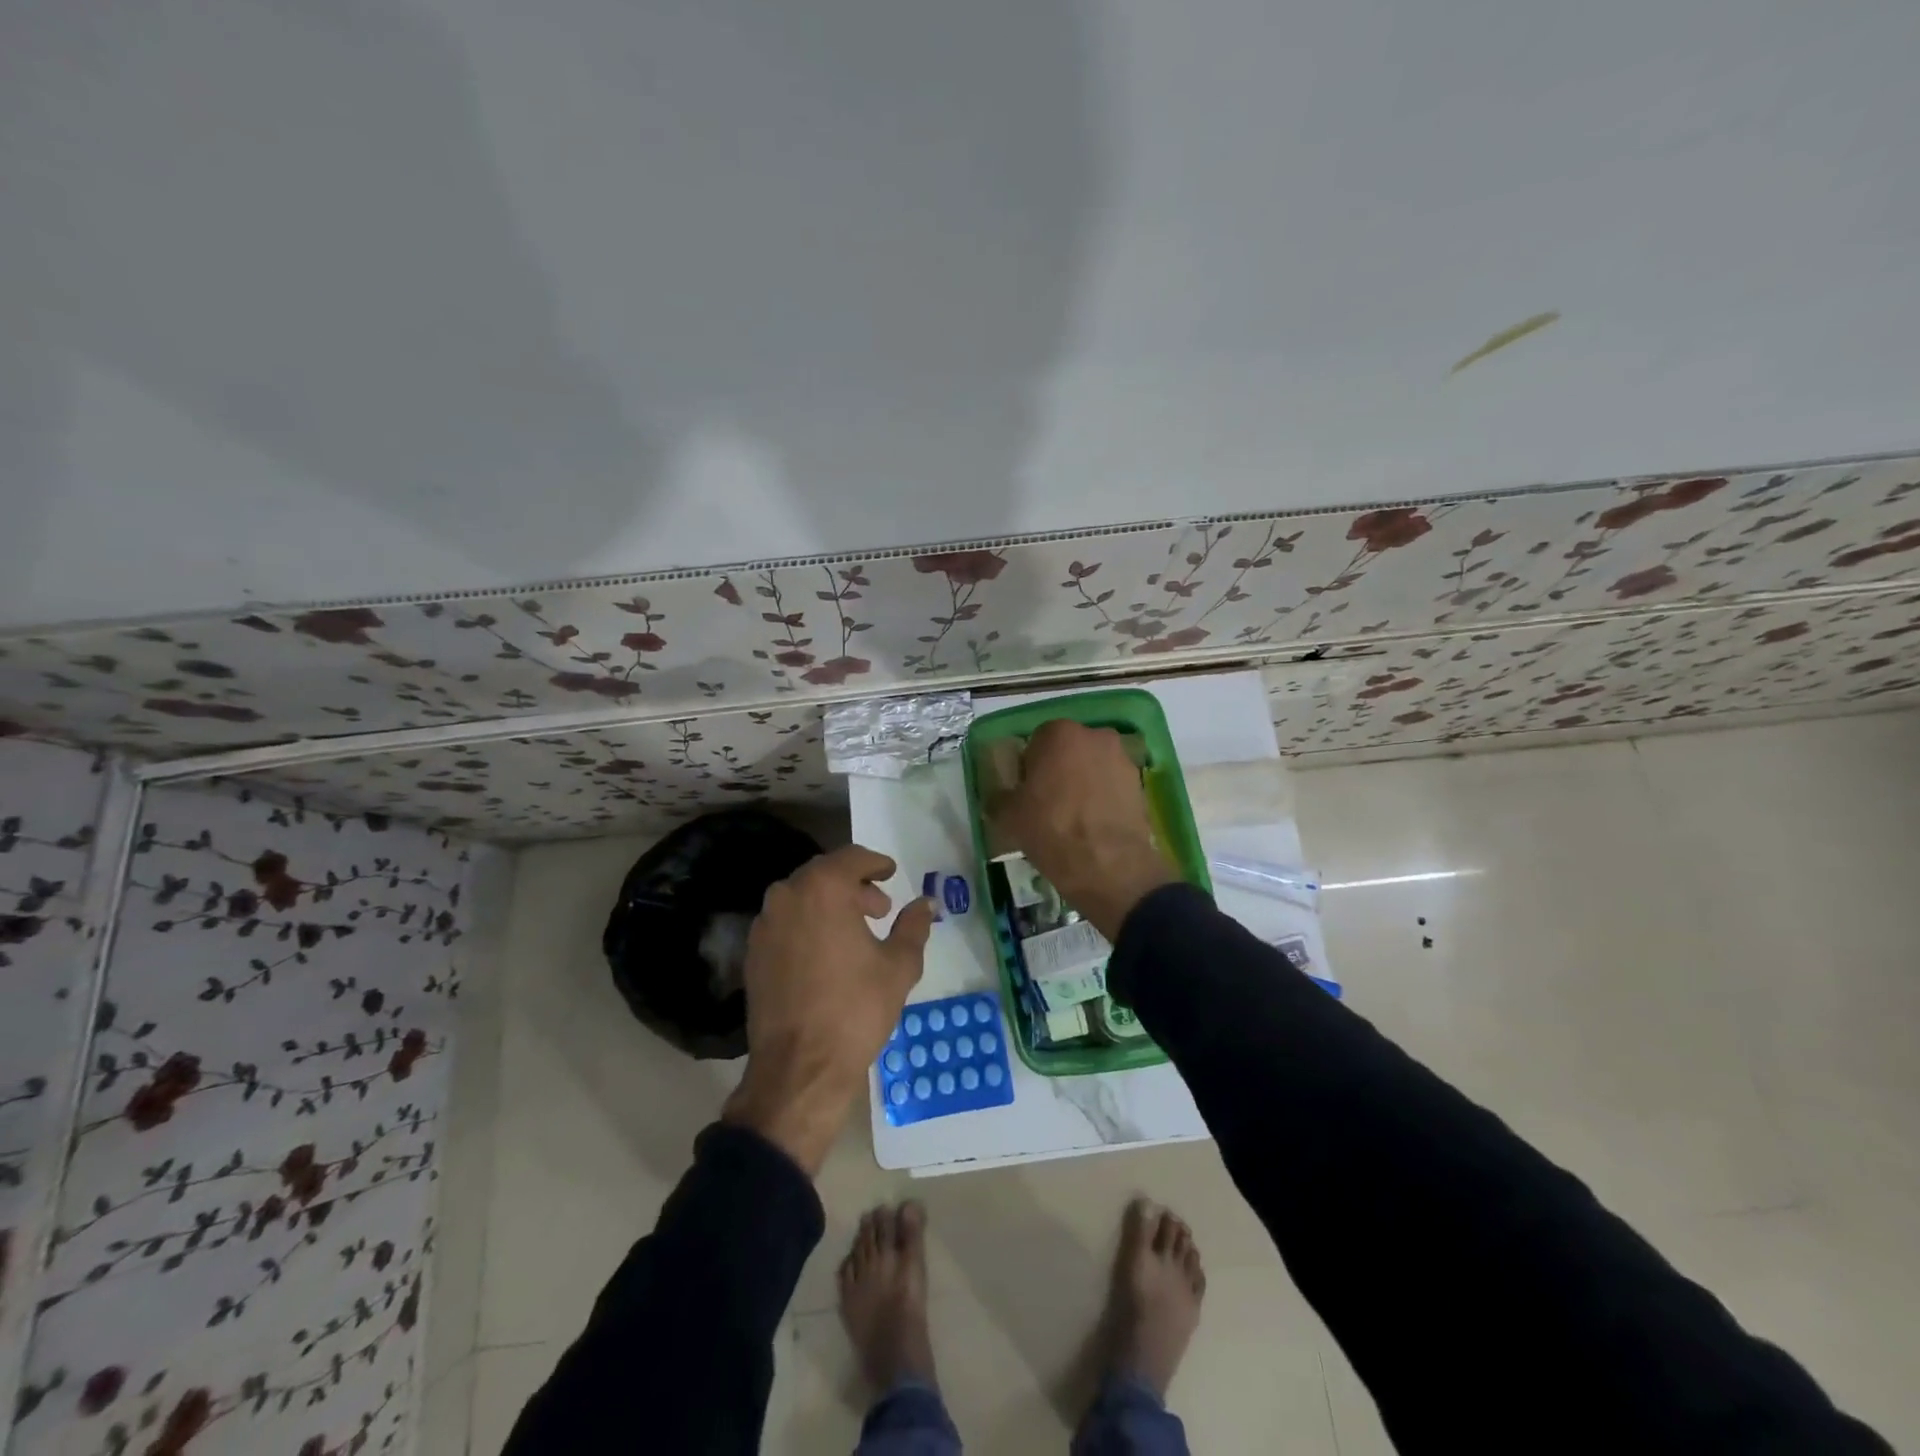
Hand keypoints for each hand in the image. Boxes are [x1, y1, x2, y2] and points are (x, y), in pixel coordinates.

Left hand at [723, 845, 934, 1172]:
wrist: (799, 1068)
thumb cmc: (855, 1009)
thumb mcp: (898, 966)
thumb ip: (913, 926)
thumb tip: (926, 903)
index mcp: (823, 889)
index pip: (851, 858)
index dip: (875, 863)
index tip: (890, 873)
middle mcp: (787, 896)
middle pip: (823, 874)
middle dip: (853, 886)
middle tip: (878, 909)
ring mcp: (764, 925)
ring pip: (801, 898)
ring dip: (829, 905)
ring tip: (854, 933)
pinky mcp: (752, 953)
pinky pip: (785, 923)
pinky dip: (807, 925)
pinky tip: (826, 954)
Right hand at [994, 720, 1176, 941]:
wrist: (1108, 865)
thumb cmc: (1051, 829)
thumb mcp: (1008, 816)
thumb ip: (1000, 796)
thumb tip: (1000, 796)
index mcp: (1059, 733)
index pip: (1035, 741)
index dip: (1029, 767)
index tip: (1026, 792)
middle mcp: (1095, 736)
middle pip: (1068, 750)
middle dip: (1058, 770)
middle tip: (1048, 802)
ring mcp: (1122, 758)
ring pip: (1092, 766)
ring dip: (1083, 782)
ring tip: (1074, 817)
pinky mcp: (1140, 784)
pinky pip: (1111, 785)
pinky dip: (1103, 797)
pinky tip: (1094, 824)